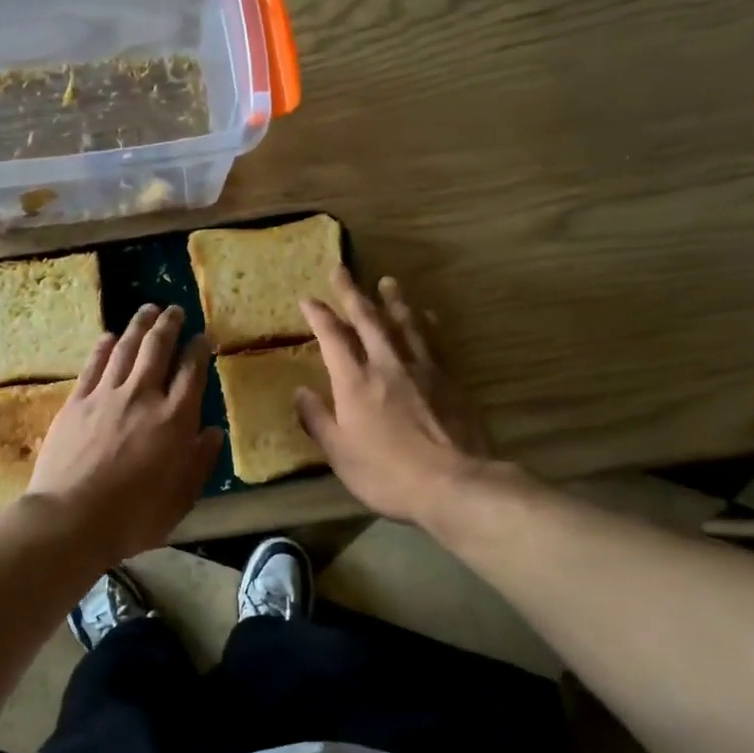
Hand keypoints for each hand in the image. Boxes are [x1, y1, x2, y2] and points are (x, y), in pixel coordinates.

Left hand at [27, 303, 221, 562]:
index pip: (192, 372)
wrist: (71, 518)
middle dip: (170, 325)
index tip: (203, 336)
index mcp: (174, 420)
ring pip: (126, 348)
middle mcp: (143, 397)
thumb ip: (199, 462)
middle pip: (158, 349)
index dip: (199, 350)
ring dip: (139, 325)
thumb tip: (213, 432)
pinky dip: (104, 346)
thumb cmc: (133, 517)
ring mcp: (106, 395)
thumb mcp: (180, 499)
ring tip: (148, 309)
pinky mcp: (77, 402)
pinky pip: (94, 365)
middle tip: (175, 309)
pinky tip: (110, 336)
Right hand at [297, 268, 500, 524]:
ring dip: (393, 300)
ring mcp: (423, 369)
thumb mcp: (340, 454)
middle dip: (352, 293)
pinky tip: (426, 316)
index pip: (334, 338)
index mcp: (355, 382)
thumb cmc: (387, 474)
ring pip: (405, 323)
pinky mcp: (450, 379)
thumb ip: (317, 420)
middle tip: (341, 269)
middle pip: (369, 320)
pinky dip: (426, 324)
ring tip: (387, 281)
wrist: (454, 483)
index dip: (319, 316)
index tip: (308, 299)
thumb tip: (300, 393)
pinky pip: (434, 341)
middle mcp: (387, 365)